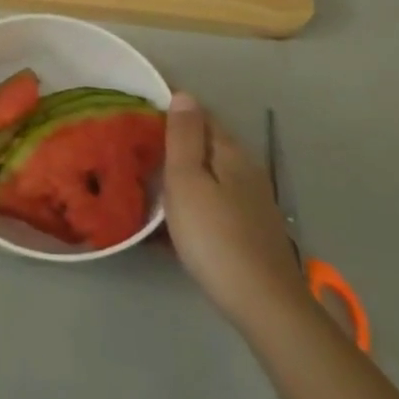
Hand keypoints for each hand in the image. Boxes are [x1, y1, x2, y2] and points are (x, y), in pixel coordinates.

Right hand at [162, 92, 309, 331]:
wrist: (263, 303)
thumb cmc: (214, 236)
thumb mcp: (187, 181)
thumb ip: (184, 137)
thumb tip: (185, 95)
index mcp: (231, 153)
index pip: (201, 116)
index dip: (173, 109)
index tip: (139, 111)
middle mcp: (247, 170)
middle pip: (207, 144)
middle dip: (175, 141)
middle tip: (136, 145)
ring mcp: (252, 202)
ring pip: (211, 174)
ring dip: (182, 171)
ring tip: (147, 178)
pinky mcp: (250, 229)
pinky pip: (214, 199)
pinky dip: (193, 197)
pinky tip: (174, 216)